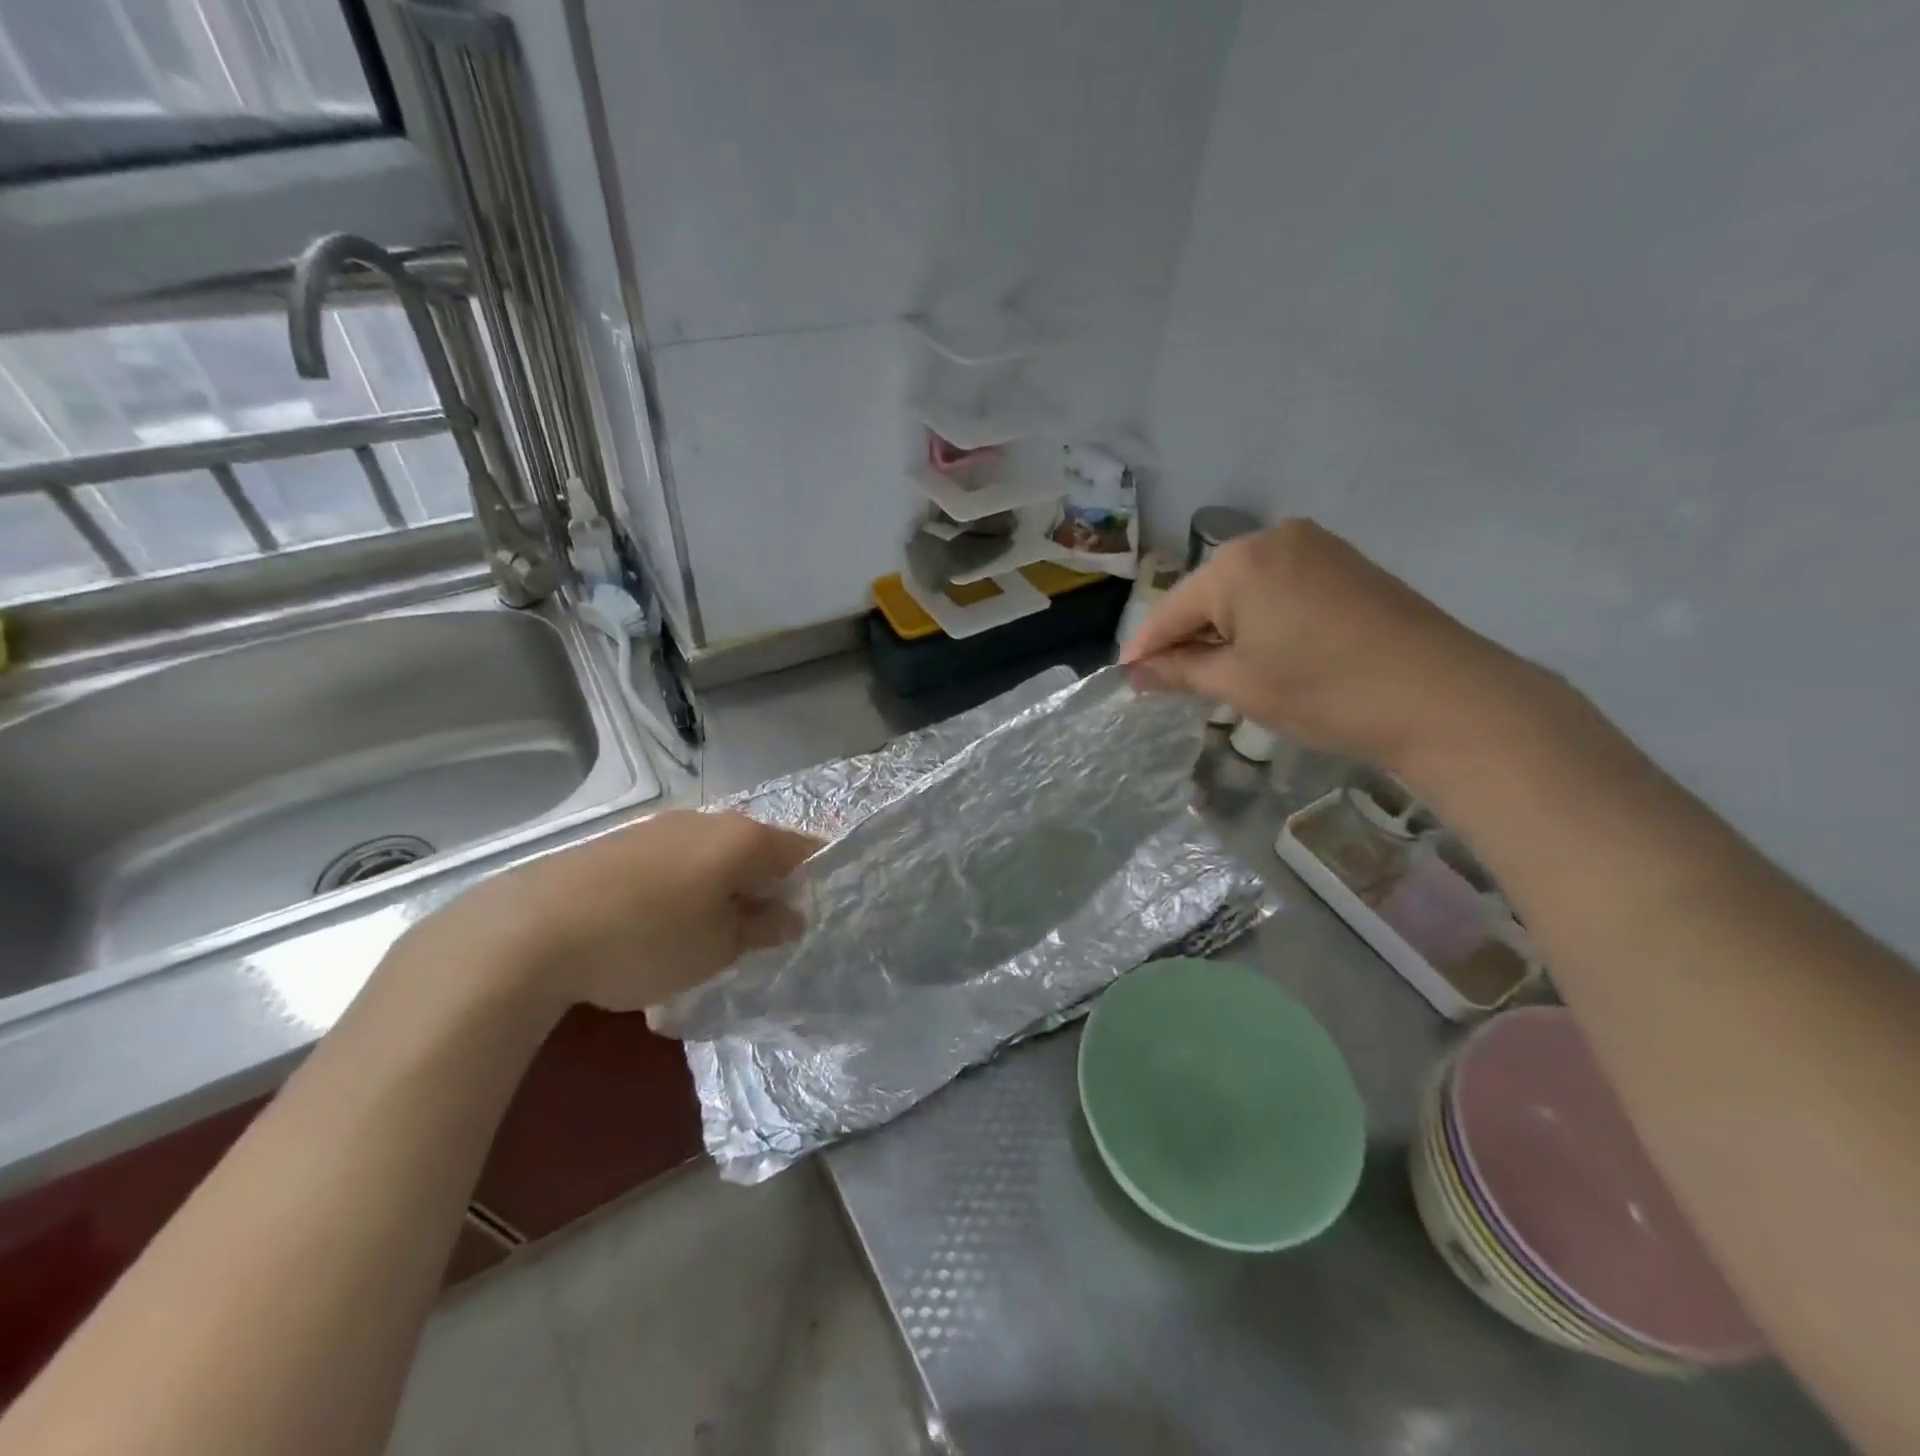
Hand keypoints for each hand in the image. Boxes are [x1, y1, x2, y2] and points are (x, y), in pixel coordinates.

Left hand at [403, 810, 820, 1017]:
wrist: (528, 931)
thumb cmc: (646, 940)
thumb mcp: (717, 948)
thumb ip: (762, 927)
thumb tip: (791, 914)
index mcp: (741, 839)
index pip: (800, 848)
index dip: (814, 877)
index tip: (813, 912)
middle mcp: (705, 821)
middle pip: (755, 847)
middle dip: (766, 884)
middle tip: (763, 931)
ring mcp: (658, 827)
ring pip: (711, 853)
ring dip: (723, 885)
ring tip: (710, 931)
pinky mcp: (619, 842)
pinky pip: (674, 859)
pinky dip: (685, 884)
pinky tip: (661, 921)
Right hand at [1120, 520, 1547, 777]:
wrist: (1445, 698)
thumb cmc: (1325, 692)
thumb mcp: (1240, 686)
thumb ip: (1180, 671)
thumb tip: (1136, 671)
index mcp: (1237, 562)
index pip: (1171, 609)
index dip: (1145, 647)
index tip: (1126, 677)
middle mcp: (1272, 539)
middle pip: (1207, 594)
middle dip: (1187, 637)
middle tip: (1170, 682)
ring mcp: (1315, 546)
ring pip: (1244, 591)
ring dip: (1223, 630)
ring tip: (1216, 674)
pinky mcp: (1346, 564)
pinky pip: (1280, 588)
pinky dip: (1261, 620)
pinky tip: (1263, 652)